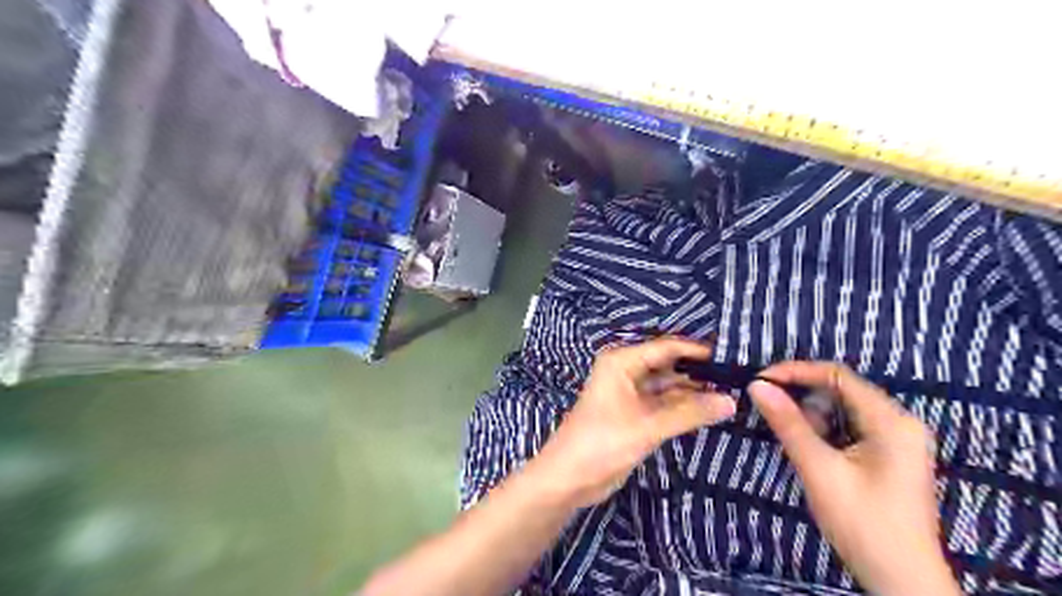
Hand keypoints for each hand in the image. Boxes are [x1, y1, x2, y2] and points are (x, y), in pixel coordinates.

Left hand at [530, 337, 740, 509]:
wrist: (569, 478)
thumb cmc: (602, 443)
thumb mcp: (648, 426)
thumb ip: (690, 413)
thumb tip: (732, 401)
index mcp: (622, 361)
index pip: (667, 347)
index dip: (698, 351)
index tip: (733, 357)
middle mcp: (626, 371)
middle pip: (669, 365)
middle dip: (699, 372)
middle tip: (739, 378)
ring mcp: (631, 393)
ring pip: (668, 386)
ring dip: (694, 392)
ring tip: (733, 393)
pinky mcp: (635, 414)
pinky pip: (664, 404)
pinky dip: (684, 408)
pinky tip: (711, 410)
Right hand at [746, 361, 963, 593]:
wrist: (903, 582)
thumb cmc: (864, 524)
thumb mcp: (819, 469)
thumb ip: (788, 424)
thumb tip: (757, 386)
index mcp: (892, 420)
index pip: (837, 375)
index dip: (796, 371)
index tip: (760, 380)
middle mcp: (899, 422)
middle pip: (841, 390)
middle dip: (801, 395)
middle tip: (768, 406)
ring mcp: (897, 439)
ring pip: (843, 408)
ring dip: (811, 414)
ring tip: (789, 434)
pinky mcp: (889, 455)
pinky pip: (849, 426)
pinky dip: (824, 430)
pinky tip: (809, 447)